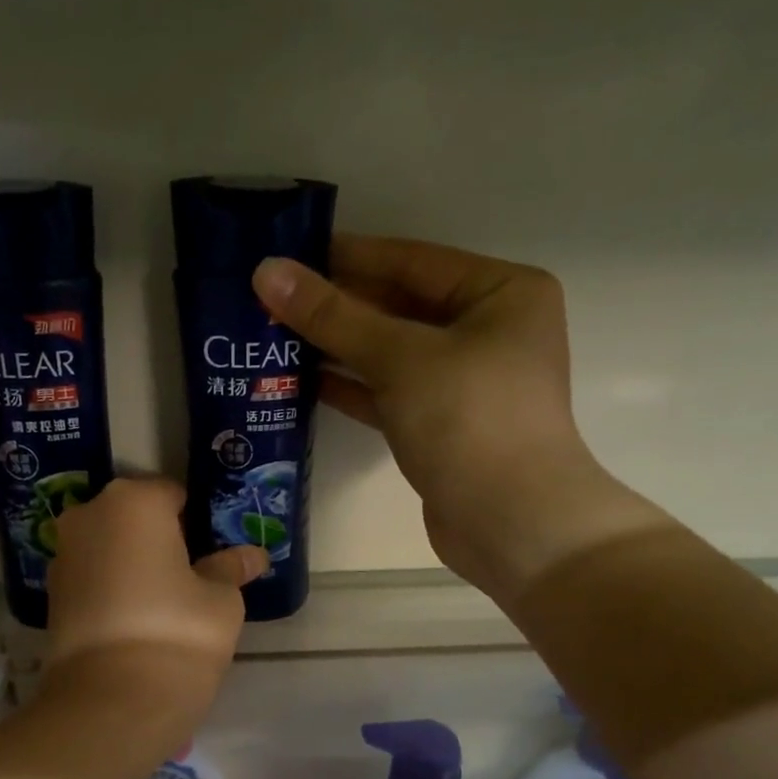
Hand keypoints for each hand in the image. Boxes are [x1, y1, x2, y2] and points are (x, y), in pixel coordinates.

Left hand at [44, 476, 264, 710]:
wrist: (112, 701)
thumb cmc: (178, 633)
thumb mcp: (221, 600)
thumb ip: (231, 569)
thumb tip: (252, 556)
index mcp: (134, 502)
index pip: (173, 494)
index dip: (198, 522)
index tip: (213, 552)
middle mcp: (88, 516)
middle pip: (135, 518)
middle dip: (161, 539)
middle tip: (192, 576)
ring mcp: (63, 555)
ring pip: (110, 547)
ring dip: (134, 564)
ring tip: (164, 602)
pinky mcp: (51, 595)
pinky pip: (93, 577)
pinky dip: (113, 588)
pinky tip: (136, 619)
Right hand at [255, 235, 649, 605]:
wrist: (510, 524)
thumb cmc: (469, 420)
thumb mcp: (401, 357)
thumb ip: (333, 316)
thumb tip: (267, 271)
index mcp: (502, 293)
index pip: (412, 261)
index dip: (348, 257)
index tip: (288, 254)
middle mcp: (489, 332)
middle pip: (401, 308)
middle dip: (339, 307)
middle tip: (272, 299)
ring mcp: (466, 385)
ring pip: (393, 355)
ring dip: (339, 349)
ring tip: (276, 336)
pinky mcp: (444, 429)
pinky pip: (392, 396)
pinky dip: (355, 389)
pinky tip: (305, 381)